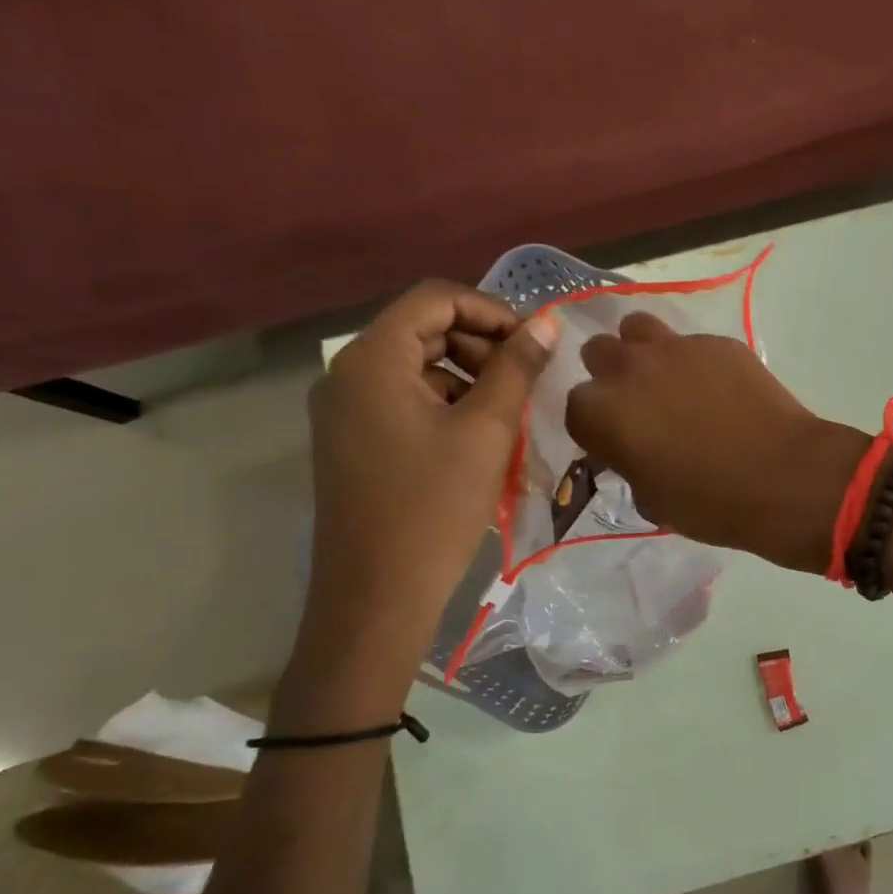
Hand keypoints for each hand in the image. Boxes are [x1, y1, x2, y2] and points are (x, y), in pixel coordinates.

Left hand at [306, 281, 557, 642]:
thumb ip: (517, 368)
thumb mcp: (487, 430)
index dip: (491, 309)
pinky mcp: (353, 441)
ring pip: (416, 367)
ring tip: (510, 410)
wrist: (378, 594)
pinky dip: (446, 404)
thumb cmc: (435, 506)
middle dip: (481, 344)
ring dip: (468, 376)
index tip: (534, 341)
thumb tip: (546, 323)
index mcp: (372, 359)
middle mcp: (348, 374)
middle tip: (527, 378)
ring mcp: (345, 411)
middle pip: (423, 329)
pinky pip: (404, 400)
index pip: (434, 298)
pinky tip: (480, 436)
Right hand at [565, 312, 867, 571]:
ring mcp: (676, 349)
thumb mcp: (653, 501)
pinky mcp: (718, 342)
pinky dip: (693, 360)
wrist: (783, 478)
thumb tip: (635, 454)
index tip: (615, 443)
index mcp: (602, 412)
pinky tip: (717, 388)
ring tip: (666, 379)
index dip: (595, 426)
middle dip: (610, 376)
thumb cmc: (710, 503)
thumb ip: (630, 467)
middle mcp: (630, 369)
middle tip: (638, 405)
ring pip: (638, 328)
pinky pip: (691, 342)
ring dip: (642, 350)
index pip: (576, 407)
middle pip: (599, 353)